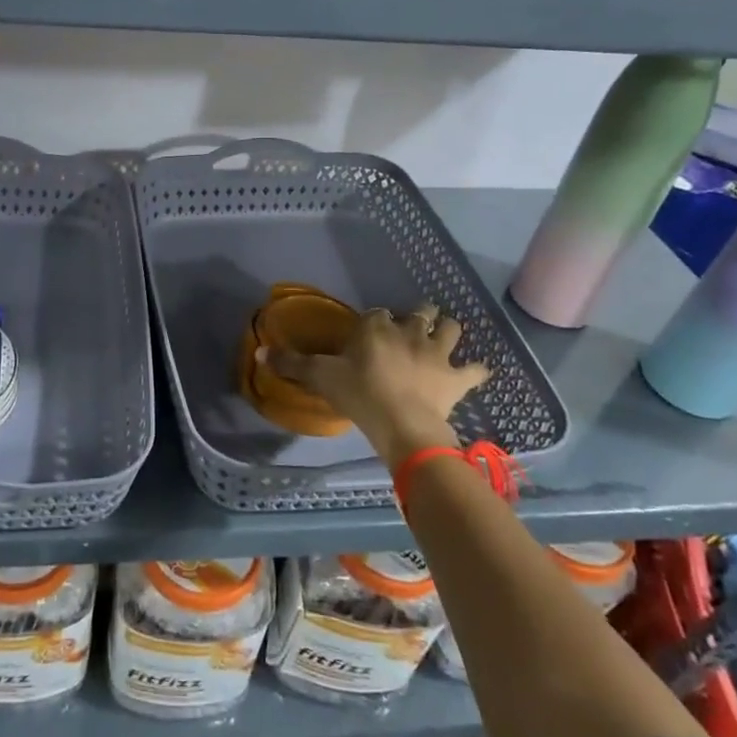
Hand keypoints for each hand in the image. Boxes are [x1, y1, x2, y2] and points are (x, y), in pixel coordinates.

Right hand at [264, 306, 489, 463]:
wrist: (401, 423)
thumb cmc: (358, 395)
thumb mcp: (320, 377)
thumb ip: (292, 364)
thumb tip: (260, 351)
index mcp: (376, 327)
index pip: (376, 313)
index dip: (374, 322)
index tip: (368, 335)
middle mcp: (409, 331)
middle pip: (419, 312)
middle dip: (418, 315)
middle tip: (410, 329)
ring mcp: (436, 352)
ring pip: (450, 329)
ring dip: (447, 331)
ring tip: (443, 338)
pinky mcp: (456, 377)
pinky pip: (476, 370)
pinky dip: (476, 371)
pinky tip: (475, 373)